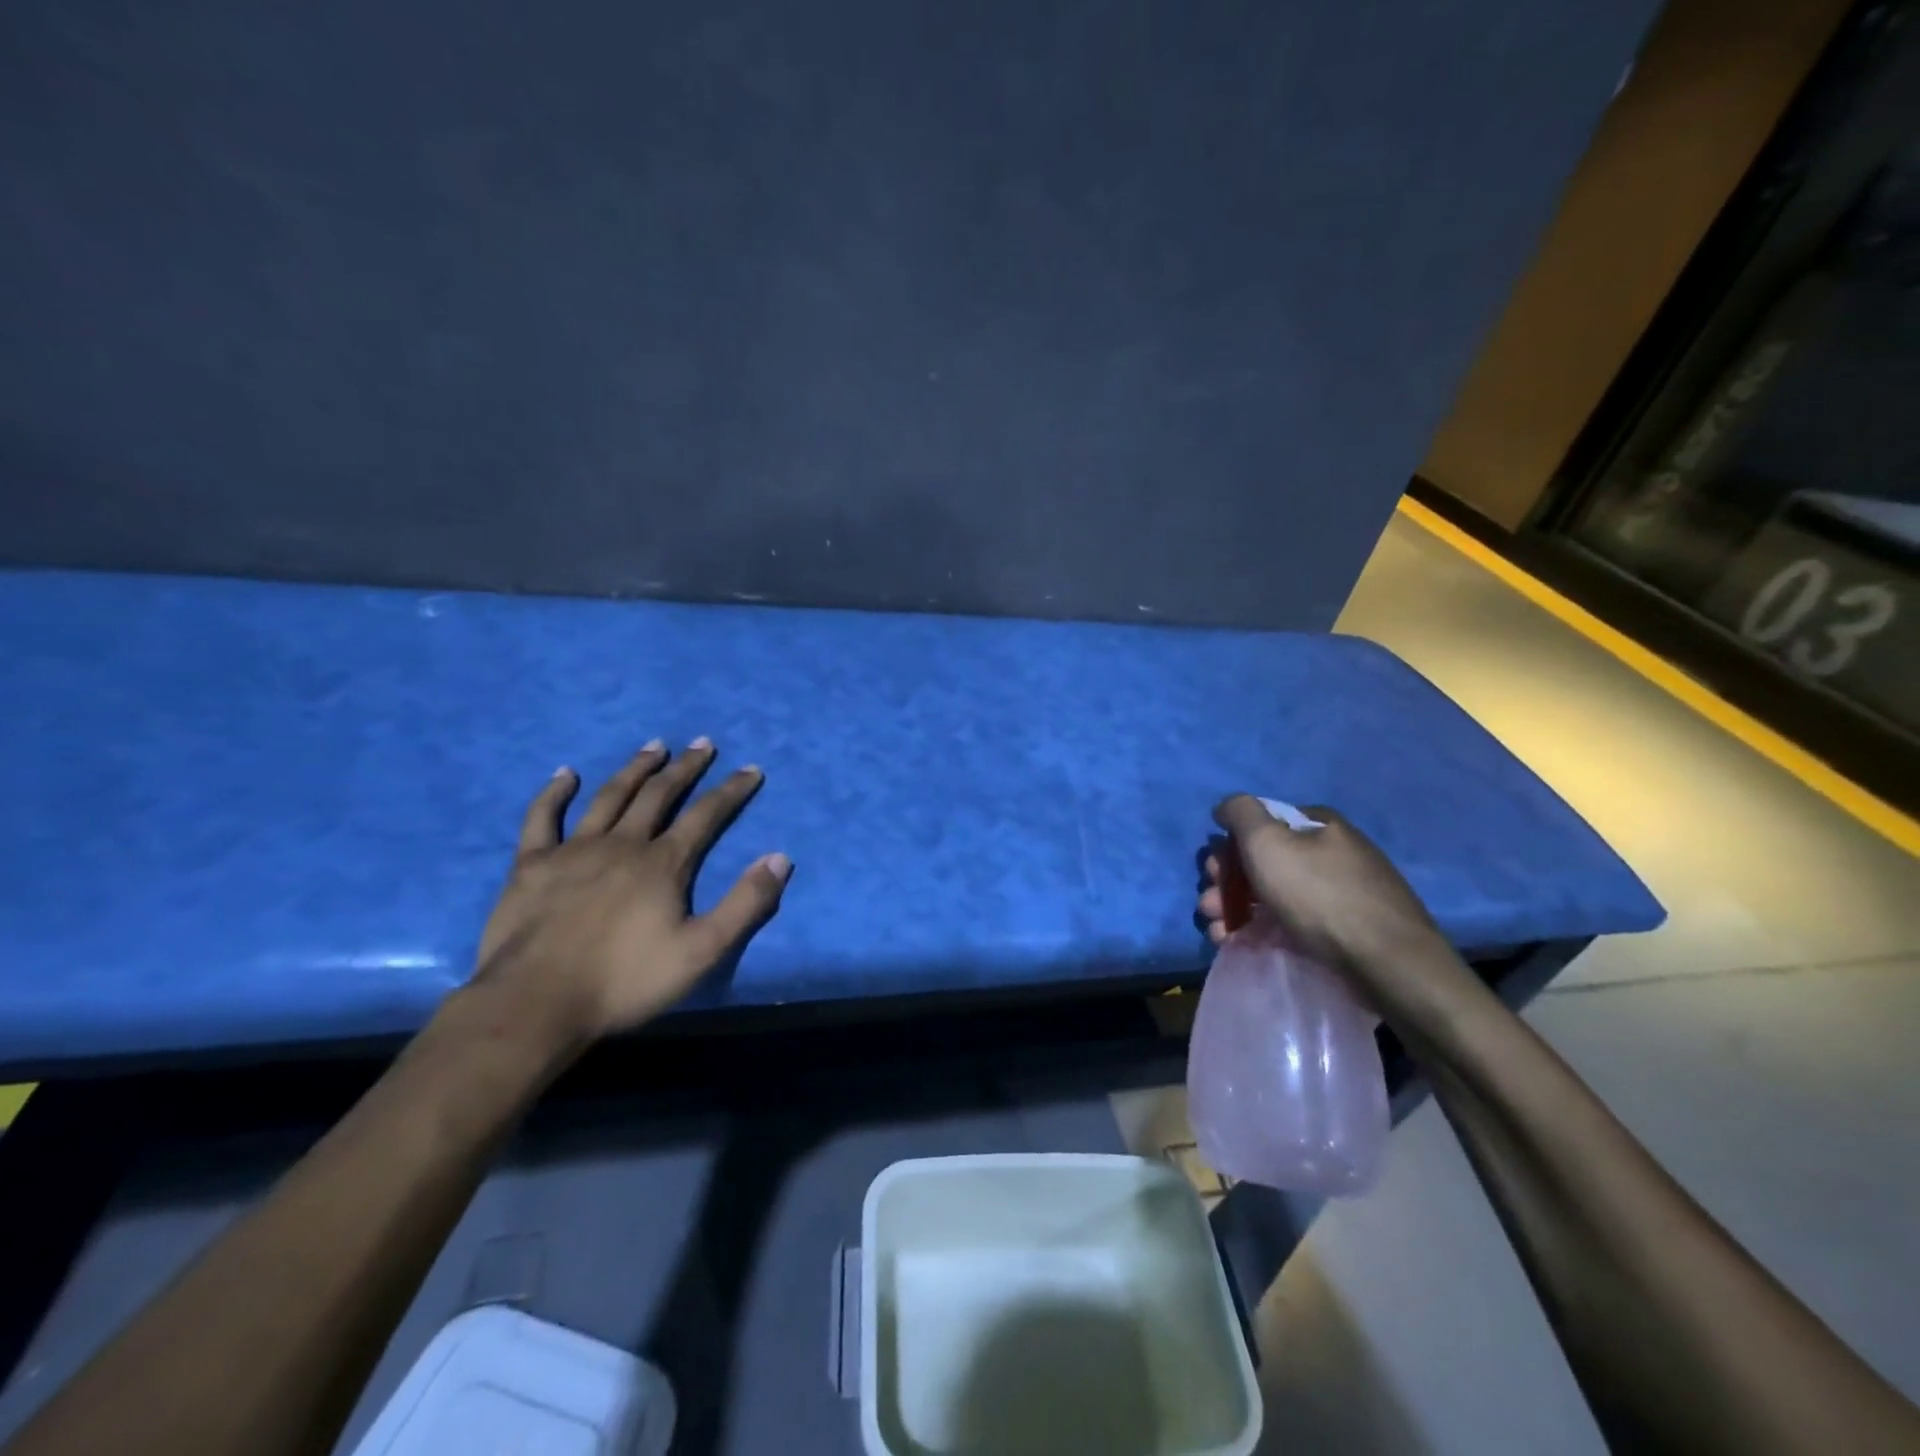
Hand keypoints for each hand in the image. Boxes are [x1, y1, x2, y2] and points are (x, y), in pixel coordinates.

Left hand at [473, 738, 791, 1043]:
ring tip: (653, 746)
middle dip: (685, 767)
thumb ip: (745, 904)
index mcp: (663, 863)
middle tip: (702, 743)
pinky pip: (542, 818)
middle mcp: (622, 844)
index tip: (751, 769)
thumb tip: (780, 858)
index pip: (706, 815)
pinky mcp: (531, 865)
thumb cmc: (625, 981)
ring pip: (609, 796)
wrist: (536, 1004)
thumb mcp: (702, 951)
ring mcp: (573, 850)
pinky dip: (553, 793)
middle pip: (659, 794)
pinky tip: (564, 774)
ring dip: (635, 768)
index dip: (732, 790)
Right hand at [1198, 795, 1444, 977]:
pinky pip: (1292, 923)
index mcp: (1319, 825)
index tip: (1212, 873)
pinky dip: (1261, 931)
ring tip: (1219, 934)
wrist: (1388, 963)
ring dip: (1236, 910)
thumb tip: (1226, 807)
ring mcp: (1341, 893)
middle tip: (1210, 907)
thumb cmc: (1319, 895)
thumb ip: (1240, 813)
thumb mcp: (1268, 841)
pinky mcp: (1345, 931)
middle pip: (1264, 862)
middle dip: (1227, 884)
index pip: (1261, 825)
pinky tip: (1242, 946)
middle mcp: (1332, 852)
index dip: (1229, 847)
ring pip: (1273, 895)